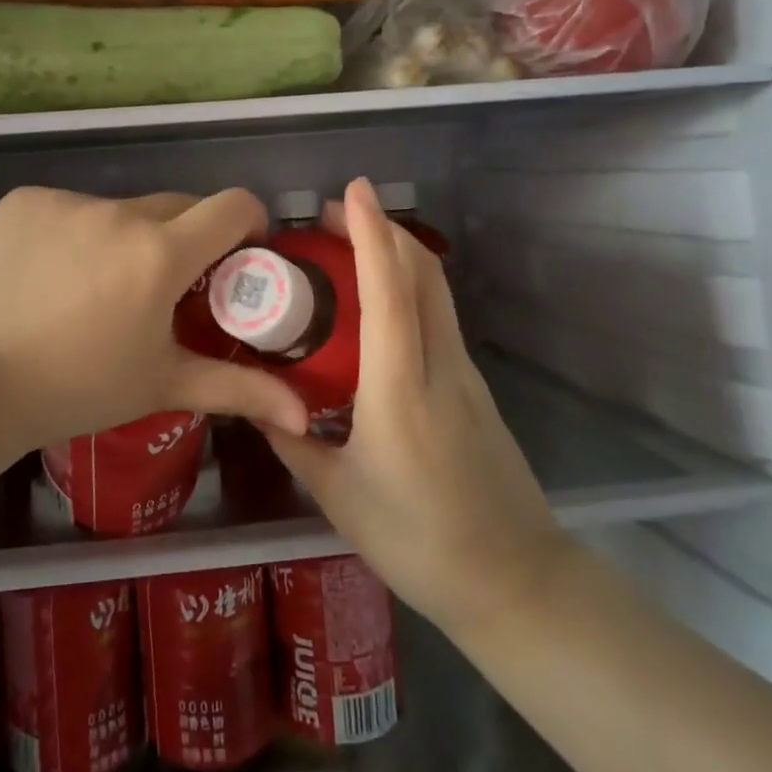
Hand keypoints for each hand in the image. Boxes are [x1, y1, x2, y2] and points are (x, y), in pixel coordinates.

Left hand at [0, 187, 309, 473]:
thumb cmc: (76, 388)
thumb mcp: (161, 384)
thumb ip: (238, 389)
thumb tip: (302, 412)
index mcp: (161, 254)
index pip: (232, 205)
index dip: (247, 223)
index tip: (238, 253)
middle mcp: (119, 213)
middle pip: (175, 207)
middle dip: (183, 238)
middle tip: (164, 285)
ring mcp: (67, 201)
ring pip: (119, 211)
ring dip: (124, 238)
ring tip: (96, 288)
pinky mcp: (25, 200)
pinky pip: (70, 209)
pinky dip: (74, 233)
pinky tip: (50, 275)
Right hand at [264, 178, 564, 634]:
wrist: (515, 581)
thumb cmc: (419, 540)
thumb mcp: (338, 496)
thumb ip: (294, 441)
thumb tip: (256, 403)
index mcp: (401, 388)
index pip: (390, 291)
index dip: (371, 233)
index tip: (351, 191)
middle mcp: (439, 365)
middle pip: (421, 273)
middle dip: (381, 229)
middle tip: (332, 215)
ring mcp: (464, 373)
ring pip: (434, 290)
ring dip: (396, 253)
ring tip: (348, 248)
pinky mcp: (473, 386)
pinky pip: (438, 316)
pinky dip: (408, 286)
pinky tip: (376, 305)